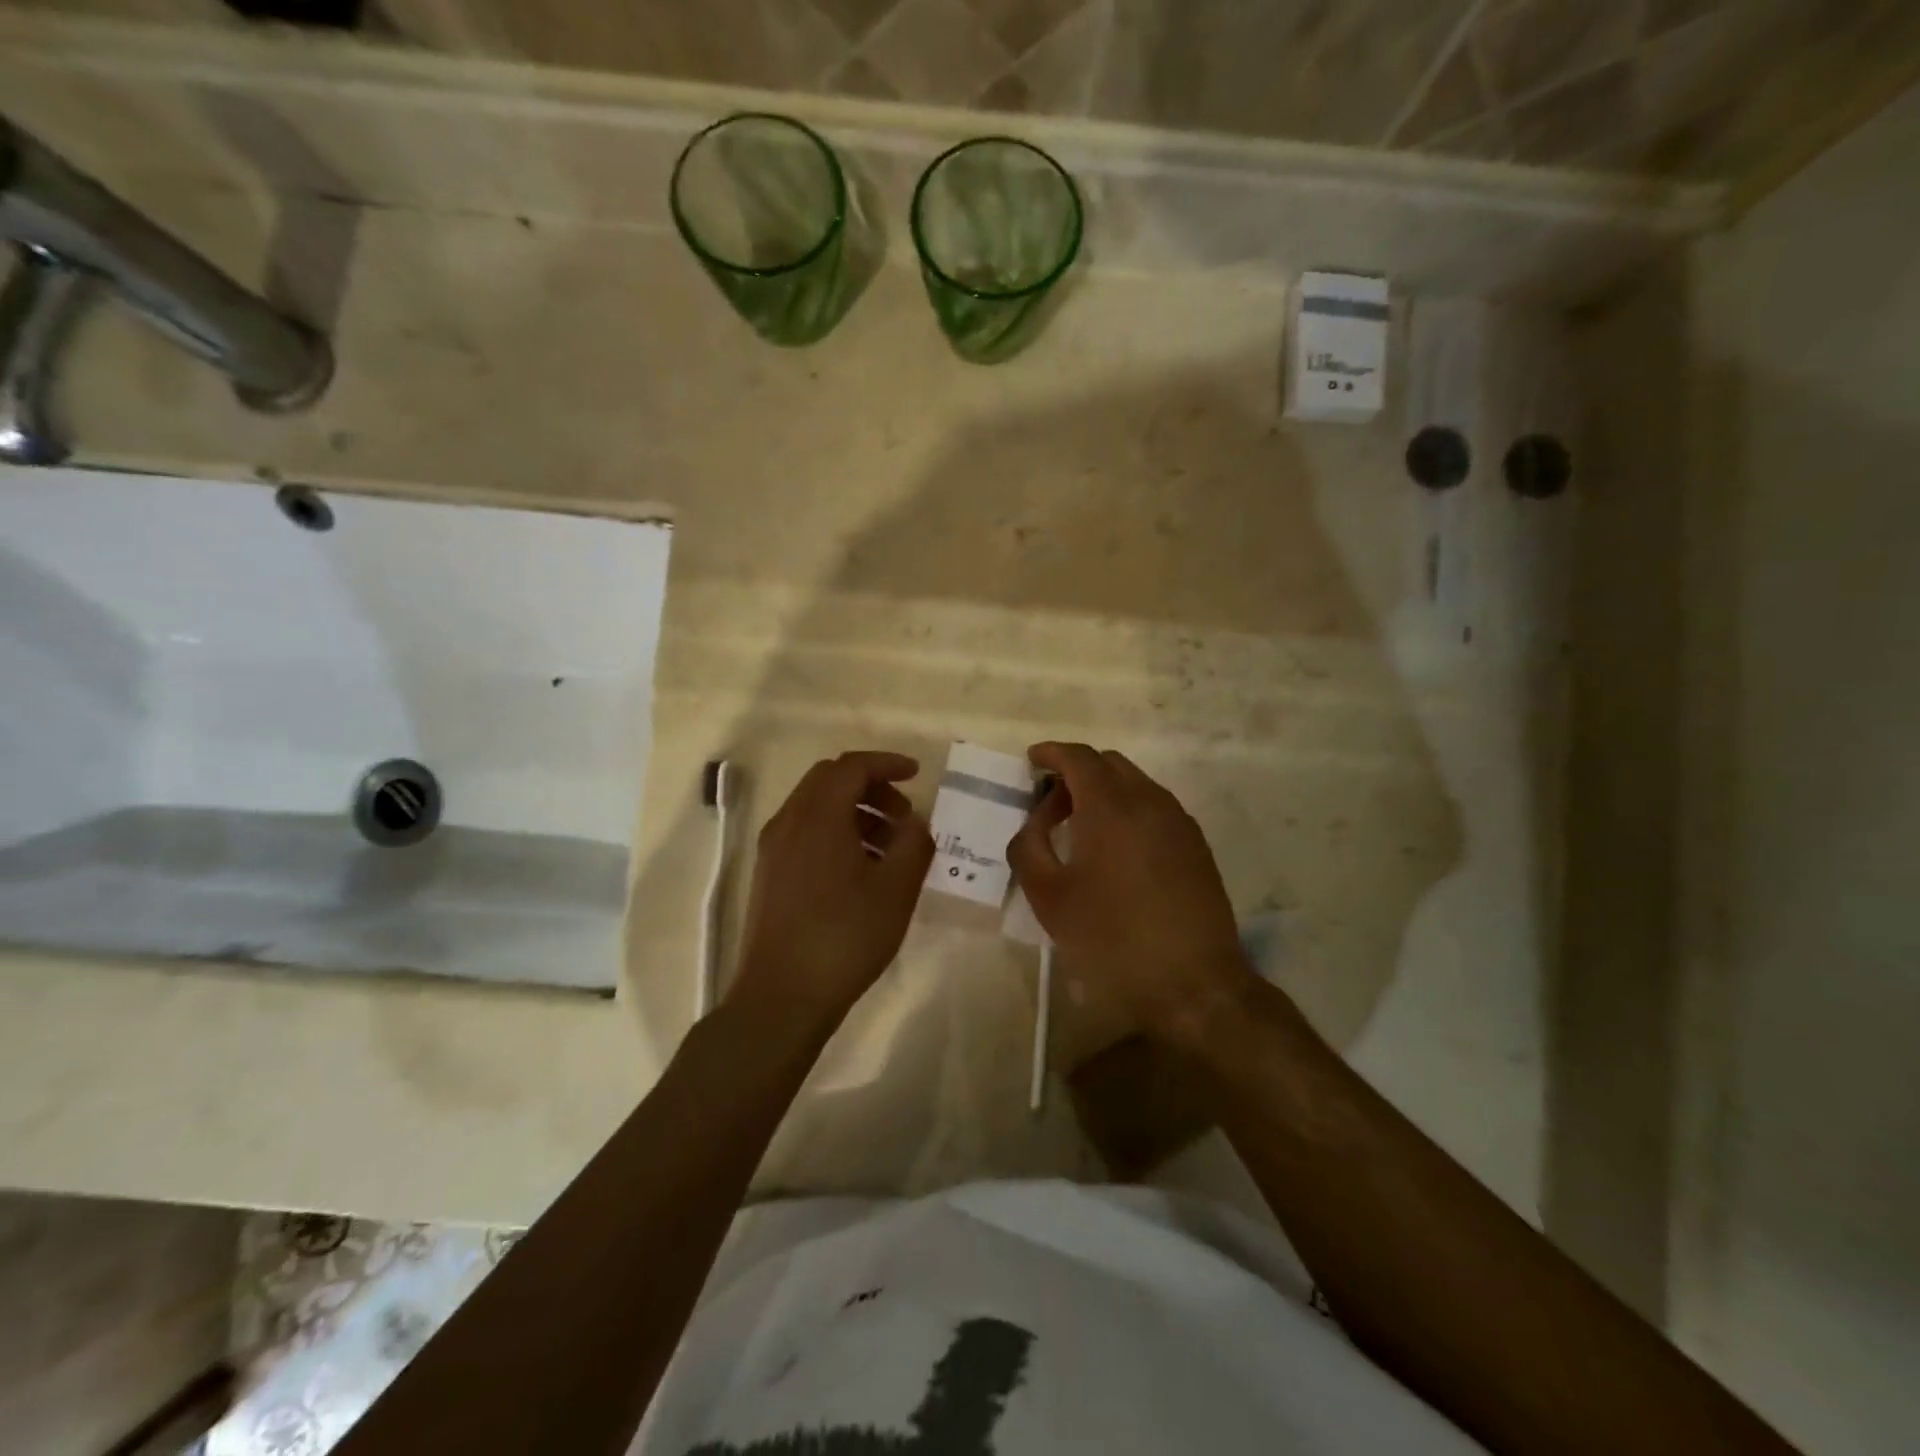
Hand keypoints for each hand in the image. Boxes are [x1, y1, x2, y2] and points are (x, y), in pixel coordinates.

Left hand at [728, 751, 934, 1031]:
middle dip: (872, 787)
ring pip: (817, 806)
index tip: (917, 774)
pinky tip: (862, 869)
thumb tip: (916, 821)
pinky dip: (836, 831)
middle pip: (830, 780)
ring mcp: (773, 848)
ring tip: (890, 847)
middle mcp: (789, 822)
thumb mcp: (896, 890)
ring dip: (855, 811)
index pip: (852, 767)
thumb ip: (914, 844)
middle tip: (904, 814)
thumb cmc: (844, 938)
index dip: (887, 763)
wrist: (782, 997)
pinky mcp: (770, 873)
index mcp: (818, 817)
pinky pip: (805, 831)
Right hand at [1008, 742, 1255, 1046]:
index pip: (1078, 757)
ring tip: (1081, 828)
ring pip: (1135, 783)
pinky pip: (1155, 807)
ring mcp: (1178, 821)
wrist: (1192, 982)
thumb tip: (1035, 820)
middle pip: (1108, 764)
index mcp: (1110, 805)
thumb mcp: (1048, 896)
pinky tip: (1116, 849)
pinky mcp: (1195, 844)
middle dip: (1076, 771)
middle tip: (1050, 804)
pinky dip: (1128, 809)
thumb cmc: (1110, 938)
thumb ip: (1029, 846)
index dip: (1051, 752)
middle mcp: (1149, 800)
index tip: (1031, 760)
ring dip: (1104, 791)